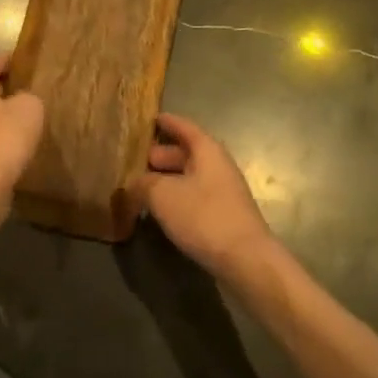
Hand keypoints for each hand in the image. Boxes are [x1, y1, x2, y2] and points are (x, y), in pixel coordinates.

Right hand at [132, 113, 278, 280]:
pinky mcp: (224, 214)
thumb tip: (133, 184)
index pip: (184, 127)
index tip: (150, 118)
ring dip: (168, 178)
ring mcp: (224, 190)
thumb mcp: (163, 195)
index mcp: (207, 150)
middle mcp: (218, 164)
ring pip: (190, 176)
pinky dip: (177, 196)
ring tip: (142, 186)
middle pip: (187, 152)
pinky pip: (195, 195)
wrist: (244, 258)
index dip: (166, 122)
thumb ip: (143, 184)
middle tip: (137, 160)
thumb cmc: (203, 216)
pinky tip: (162, 210)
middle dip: (162, 154)